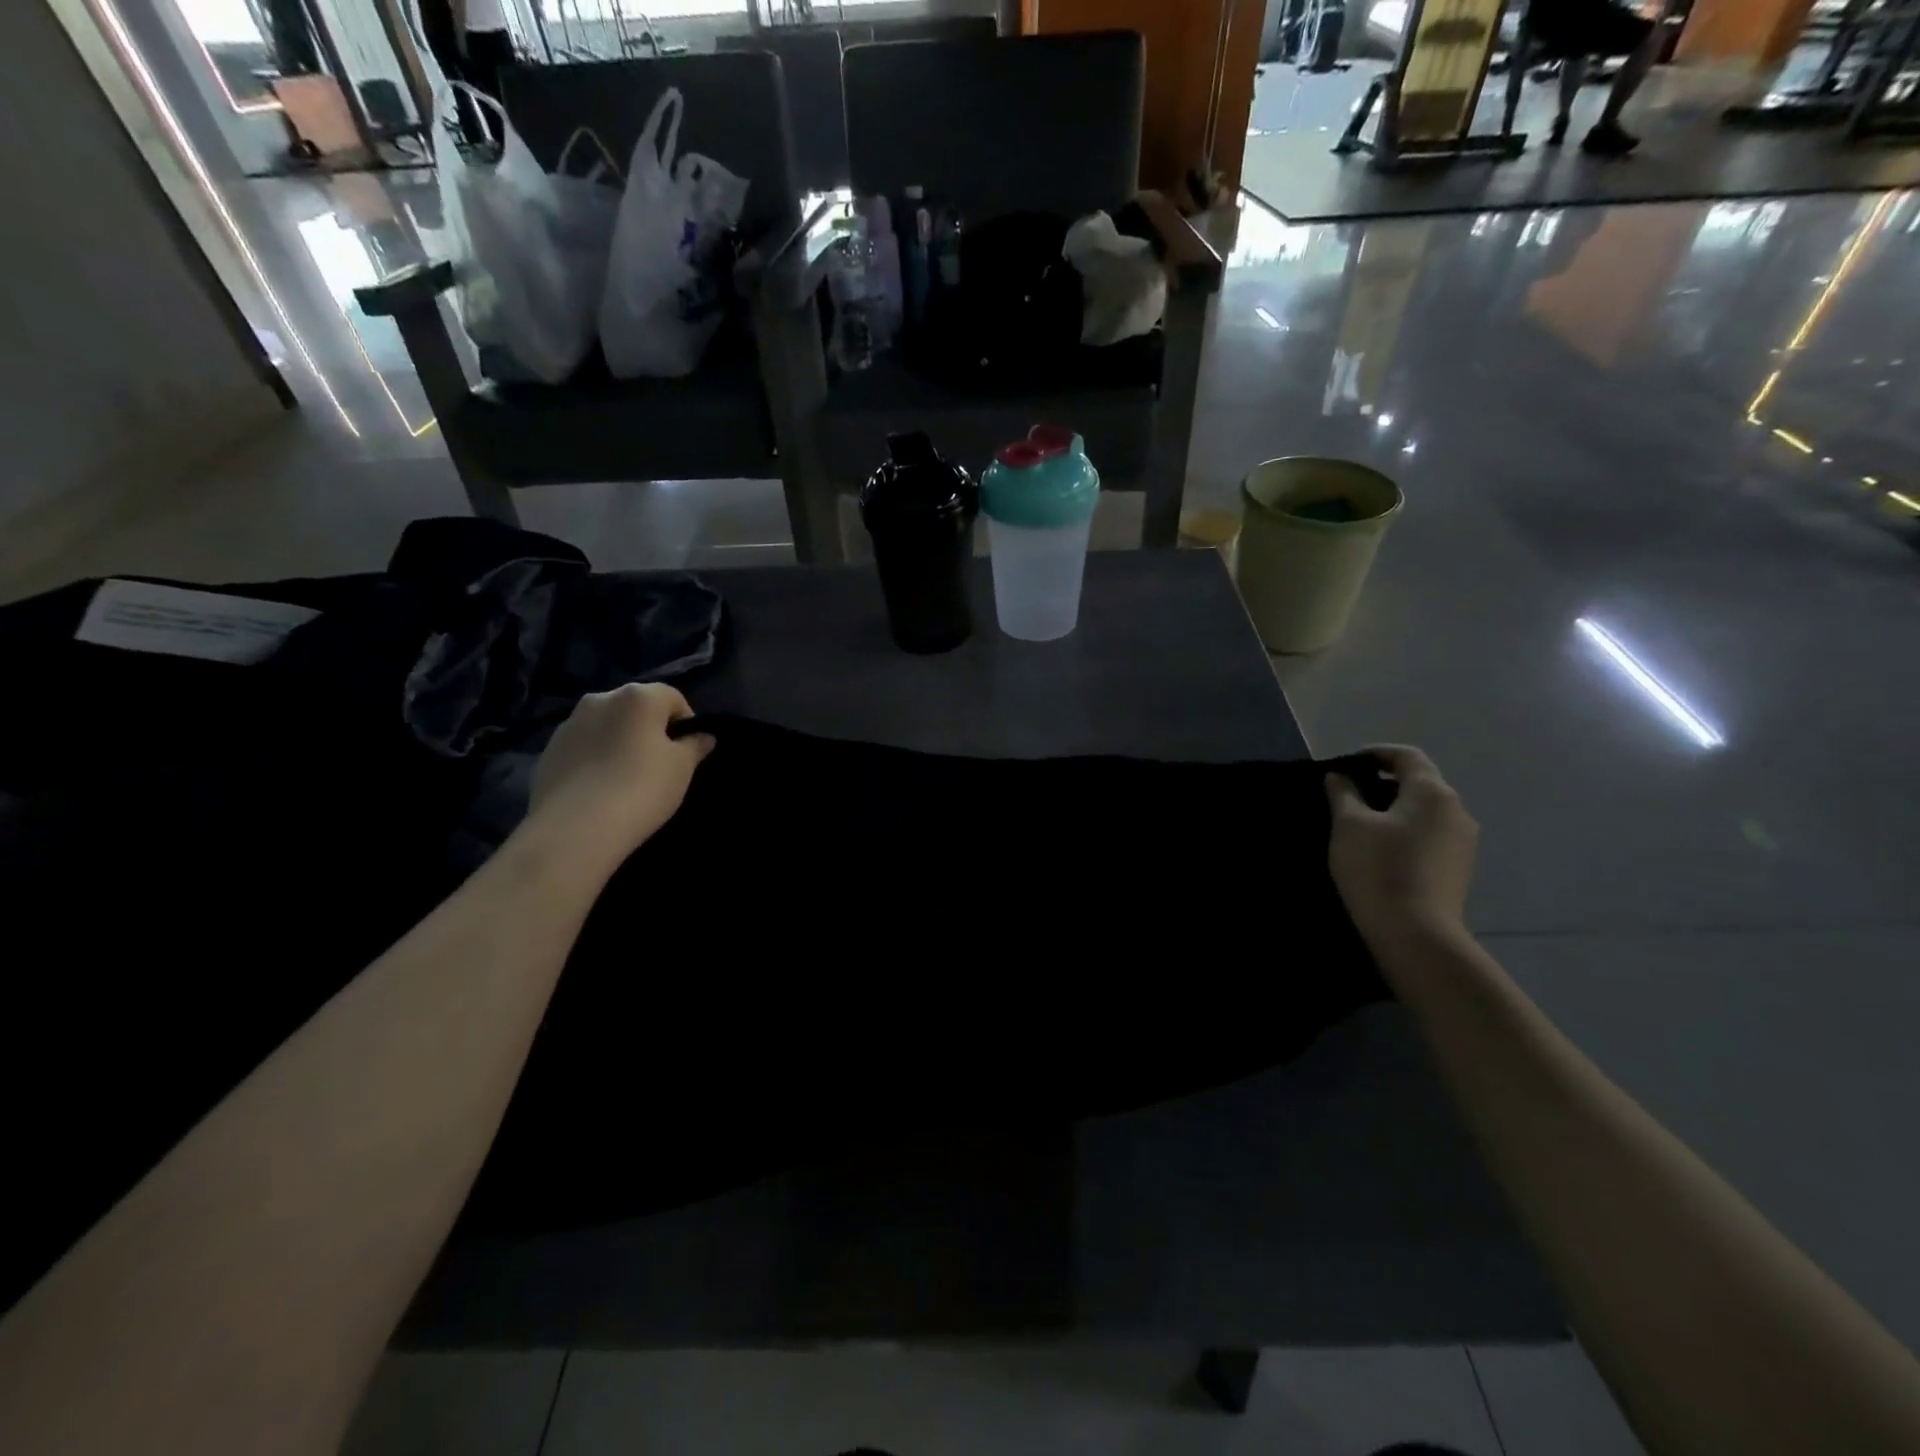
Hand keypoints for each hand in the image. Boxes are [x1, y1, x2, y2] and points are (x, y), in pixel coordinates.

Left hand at [529, 683, 712, 860]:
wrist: (576, 827)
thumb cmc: (642, 788)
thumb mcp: (682, 768)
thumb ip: (694, 746)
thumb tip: (703, 737)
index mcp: (638, 696)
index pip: (673, 697)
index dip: (685, 722)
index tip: (688, 751)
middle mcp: (600, 699)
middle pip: (636, 708)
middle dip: (649, 729)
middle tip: (659, 763)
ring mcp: (569, 724)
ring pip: (606, 726)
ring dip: (619, 741)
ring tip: (626, 777)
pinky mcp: (548, 751)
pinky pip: (582, 747)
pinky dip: (594, 758)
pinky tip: (600, 788)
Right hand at [1326, 745, 1477, 947]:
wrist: (1416, 934)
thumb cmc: (1378, 868)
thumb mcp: (1348, 825)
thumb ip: (1343, 794)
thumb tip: (1340, 777)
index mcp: (1432, 792)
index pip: (1406, 756)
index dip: (1376, 753)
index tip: (1347, 763)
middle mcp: (1456, 810)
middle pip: (1420, 783)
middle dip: (1384, 783)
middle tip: (1348, 795)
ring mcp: (1463, 841)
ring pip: (1425, 811)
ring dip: (1395, 809)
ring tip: (1361, 825)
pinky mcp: (1459, 868)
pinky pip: (1430, 835)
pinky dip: (1406, 832)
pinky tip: (1382, 851)